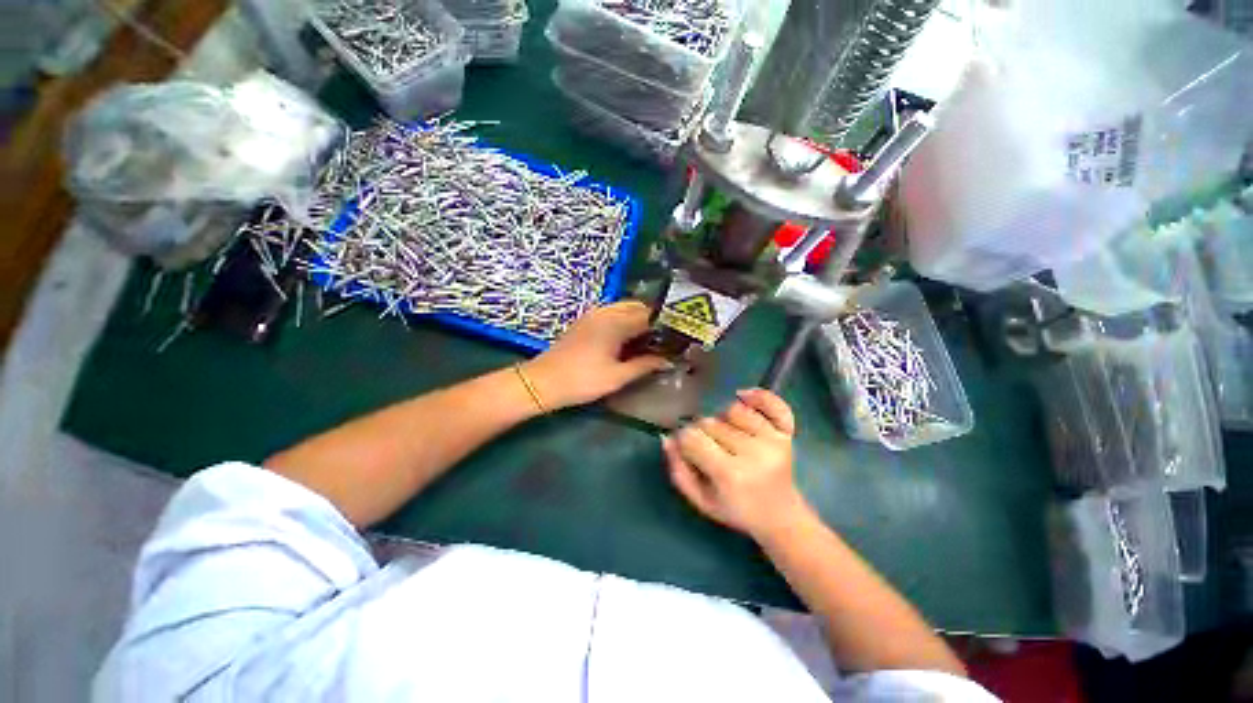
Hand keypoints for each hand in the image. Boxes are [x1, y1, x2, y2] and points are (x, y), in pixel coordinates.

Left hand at [523, 301, 668, 409]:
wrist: (543, 382)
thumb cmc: (582, 380)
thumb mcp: (617, 377)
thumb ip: (645, 365)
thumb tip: (668, 361)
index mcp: (616, 322)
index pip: (650, 315)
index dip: (666, 324)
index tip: (678, 336)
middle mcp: (606, 311)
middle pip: (638, 306)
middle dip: (654, 319)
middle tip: (664, 339)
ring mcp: (593, 314)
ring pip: (624, 308)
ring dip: (639, 319)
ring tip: (649, 340)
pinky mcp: (586, 320)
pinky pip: (612, 313)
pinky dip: (625, 321)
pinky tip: (629, 339)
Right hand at [663, 388, 808, 540]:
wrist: (779, 515)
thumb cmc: (736, 509)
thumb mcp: (700, 500)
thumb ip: (678, 469)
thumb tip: (668, 438)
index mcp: (731, 474)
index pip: (692, 438)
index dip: (683, 441)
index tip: (687, 450)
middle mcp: (754, 453)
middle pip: (710, 422)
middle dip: (702, 433)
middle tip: (709, 450)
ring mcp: (773, 440)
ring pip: (733, 410)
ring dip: (723, 419)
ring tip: (727, 437)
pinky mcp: (787, 433)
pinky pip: (771, 403)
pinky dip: (757, 396)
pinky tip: (743, 396)